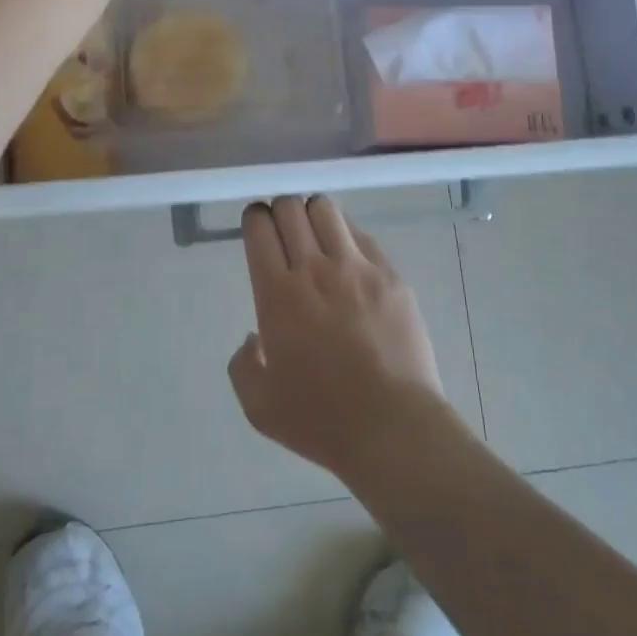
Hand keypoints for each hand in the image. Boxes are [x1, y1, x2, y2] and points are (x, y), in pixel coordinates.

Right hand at [228, 195, 448, 479]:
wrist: (393, 427)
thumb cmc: (321, 419)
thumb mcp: (259, 405)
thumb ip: (244, 365)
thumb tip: (255, 338)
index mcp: (277, 294)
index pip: (260, 227)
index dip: (254, 218)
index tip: (256, 227)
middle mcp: (314, 269)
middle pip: (291, 207)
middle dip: (280, 210)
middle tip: (283, 229)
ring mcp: (357, 268)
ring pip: (327, 210)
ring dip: (313, 215)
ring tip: (316, 236)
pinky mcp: (390, 275)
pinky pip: (362, 235)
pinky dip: (347, 236)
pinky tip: (348, 258)